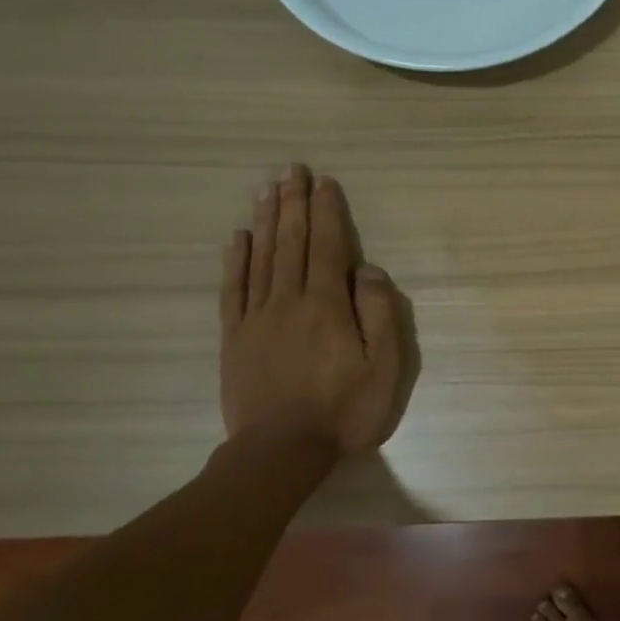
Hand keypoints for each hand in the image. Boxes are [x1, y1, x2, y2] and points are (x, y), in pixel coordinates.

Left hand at [220, 165, 418, 453]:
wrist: (281, 450)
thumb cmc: (344, 411)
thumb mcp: (385, 369)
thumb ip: (381, 315)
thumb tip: (369, 270)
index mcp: (327, 306)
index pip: (327, 247)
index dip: (326, 212)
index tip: (324, 182)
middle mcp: (289, 301)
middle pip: (290, 243)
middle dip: (293, 203)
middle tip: (292, 170)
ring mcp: (257, 318)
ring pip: (261, 258)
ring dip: (266, 221)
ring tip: (268, 189)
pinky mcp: (234, 338)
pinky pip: (233, 289)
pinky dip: (235, 260)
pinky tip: (238, 238)